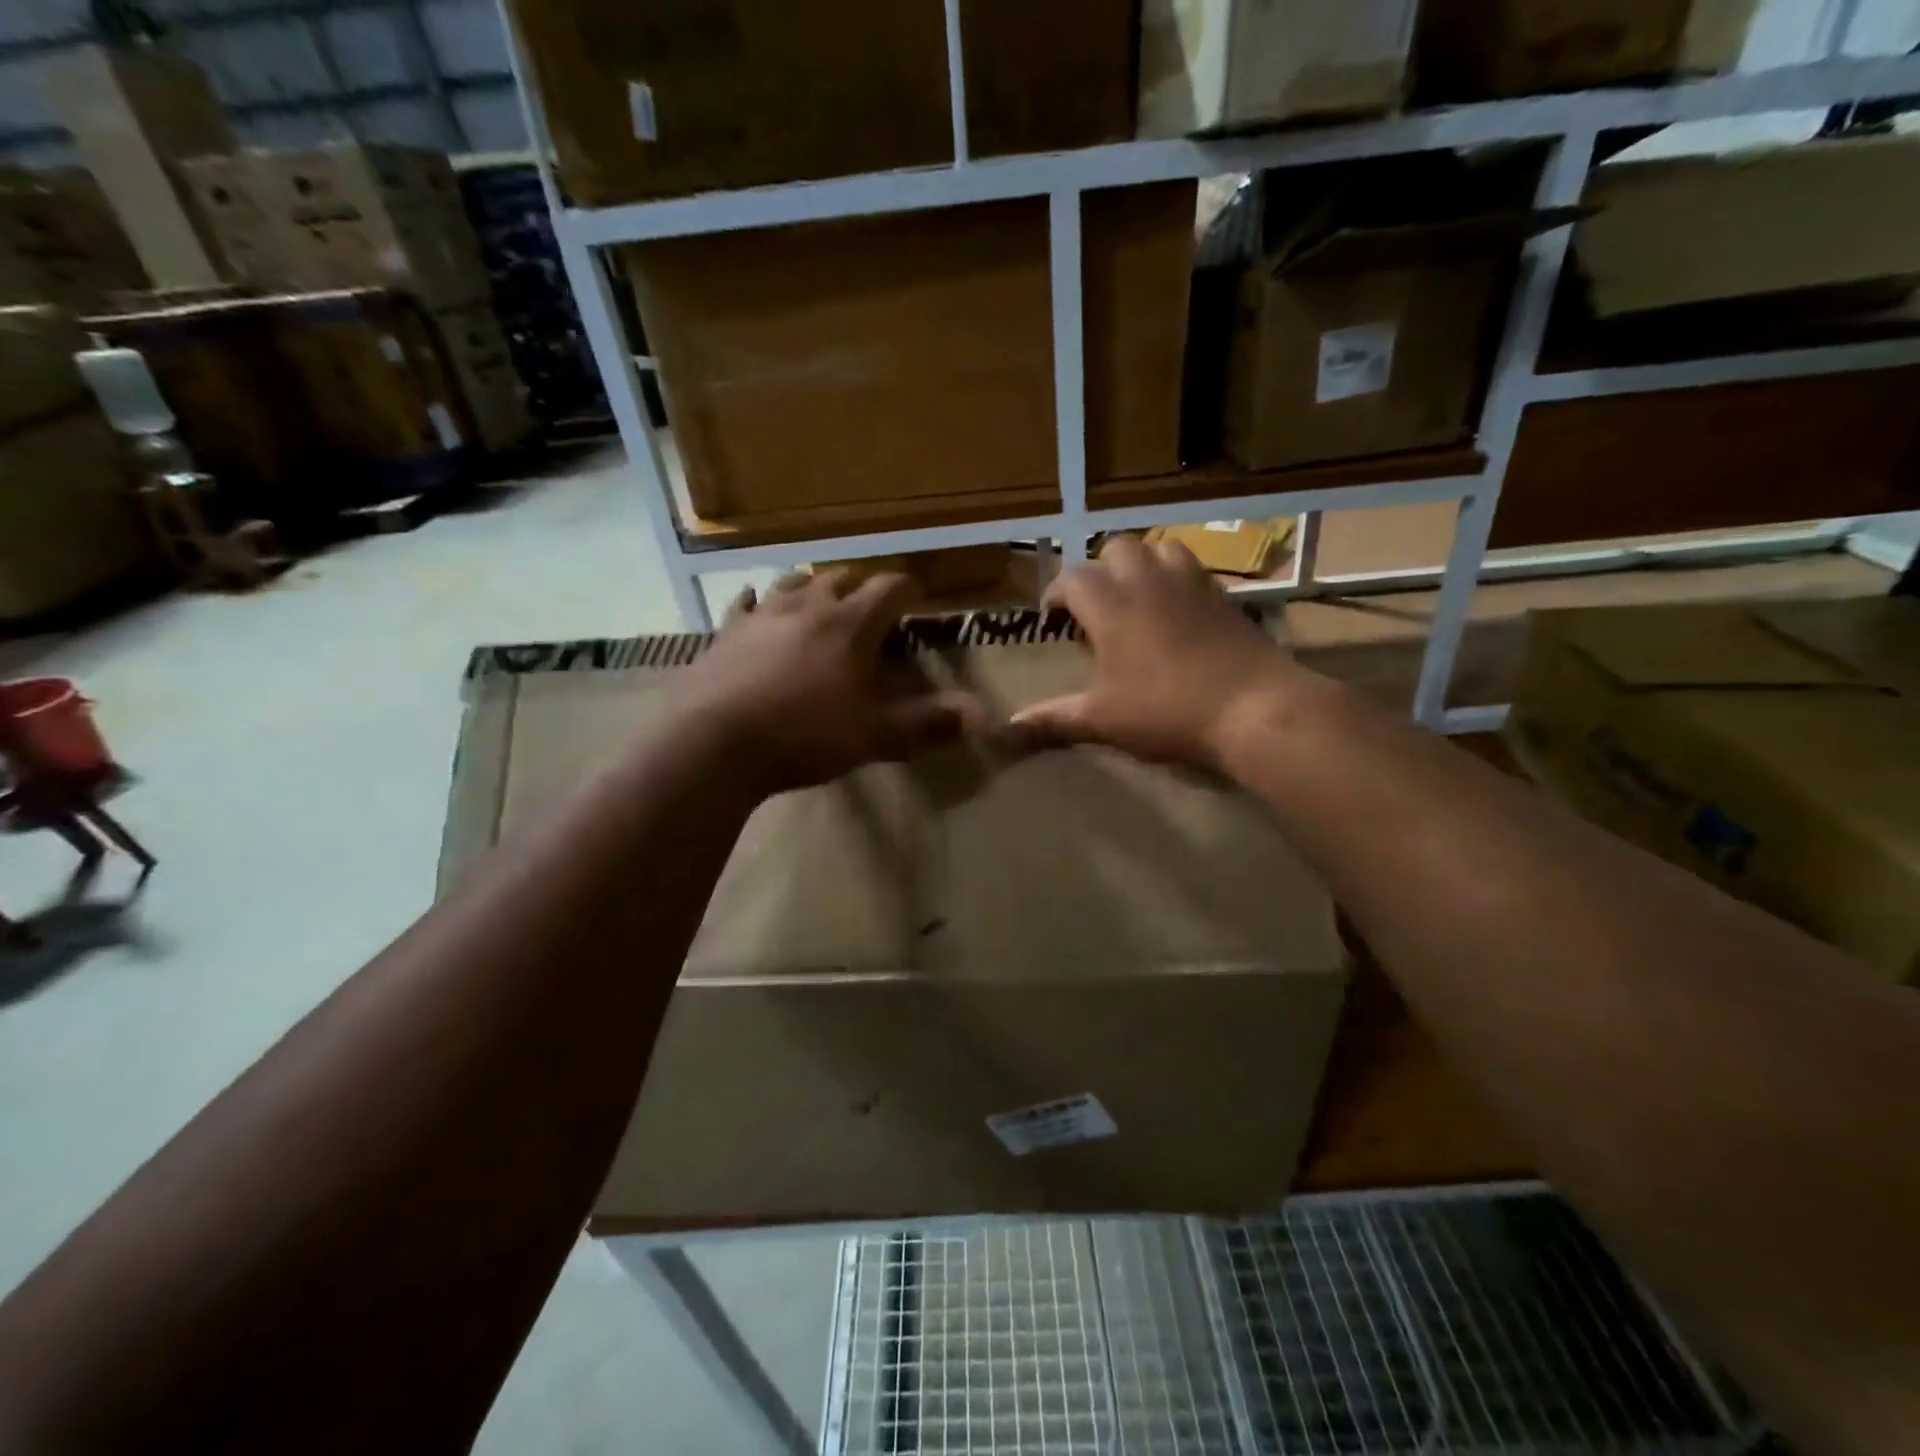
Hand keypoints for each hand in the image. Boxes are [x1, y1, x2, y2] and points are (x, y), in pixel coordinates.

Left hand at [675, 571, 977, 795]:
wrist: (716, 743)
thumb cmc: (805, 736)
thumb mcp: (874, 736)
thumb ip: (926, 723)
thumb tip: (980, 715)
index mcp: (851, 625)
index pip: (890, 589)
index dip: (908, 590)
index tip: (917, 598)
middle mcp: (808, 607)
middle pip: (842, 578)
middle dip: (863, 586)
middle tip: (873, 603)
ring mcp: (762, 615)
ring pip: (794, 583)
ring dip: (813, 587)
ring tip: (822, 598)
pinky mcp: (727, 633)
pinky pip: (744, 605)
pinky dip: (755, 601)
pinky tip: (753, 601)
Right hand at [1012, 535, 1299, 767]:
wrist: (1252, 706)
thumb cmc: (1166, 711)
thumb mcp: (1103, 720)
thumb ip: (1055, 719)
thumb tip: (1010, 727)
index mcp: (1110, 606)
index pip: (1072, 579)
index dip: (1056, 595)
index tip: (1052, 619)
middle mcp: (1147, 582)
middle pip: (1116, 548)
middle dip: (1099, 570)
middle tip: (1096, 606)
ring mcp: (1189, 583)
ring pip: (1158, 548)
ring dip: (1140, 564)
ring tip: (1136, 597)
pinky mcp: (1222, 594)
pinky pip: (1192, 567)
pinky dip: (1175, 576)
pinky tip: (1176, 609)